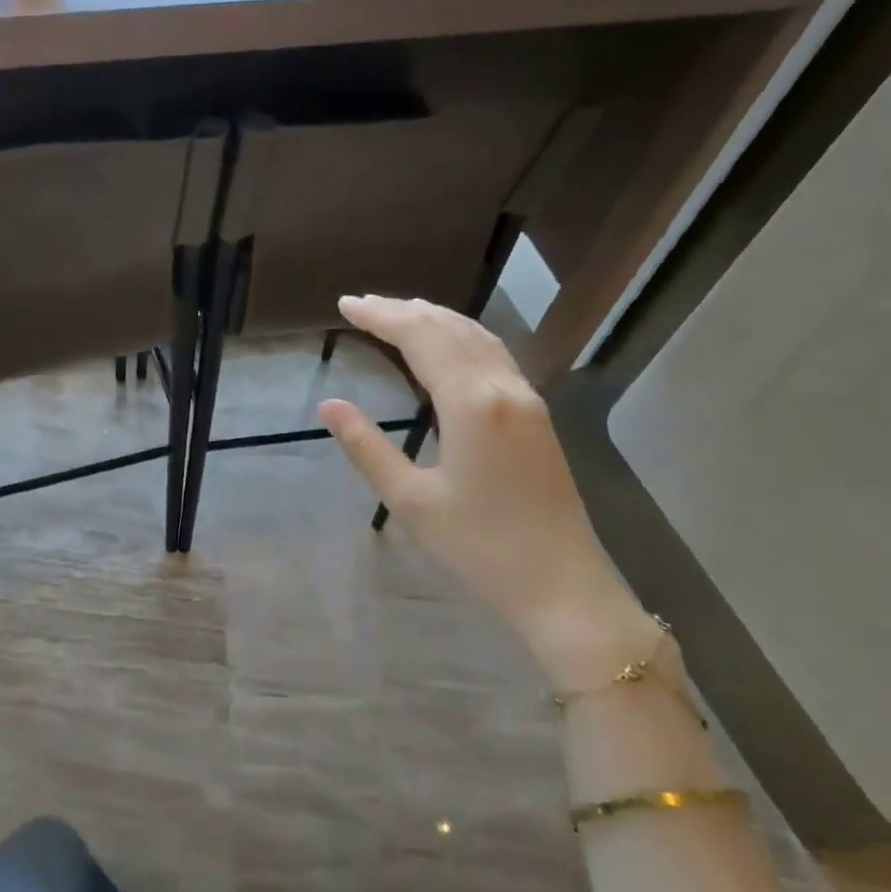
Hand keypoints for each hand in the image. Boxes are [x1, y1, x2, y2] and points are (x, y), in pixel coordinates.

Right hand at [317, 295, 654, 691]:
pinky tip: (447, 348)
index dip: (382, 317)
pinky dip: (462, 339)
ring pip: (480, 339)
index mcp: (472, 404)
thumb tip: (329, 404)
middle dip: (405, 311)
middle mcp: (504, 389)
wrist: (561, 587)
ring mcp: (528, 401)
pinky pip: (495, 357)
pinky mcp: (537, 419)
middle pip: (452, 329)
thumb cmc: (478, 547)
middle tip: (362, 305)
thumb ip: (367, 447)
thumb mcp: (409, 501)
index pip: (422, 338)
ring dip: (437, 320)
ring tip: (399, 314)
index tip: (346, 305)